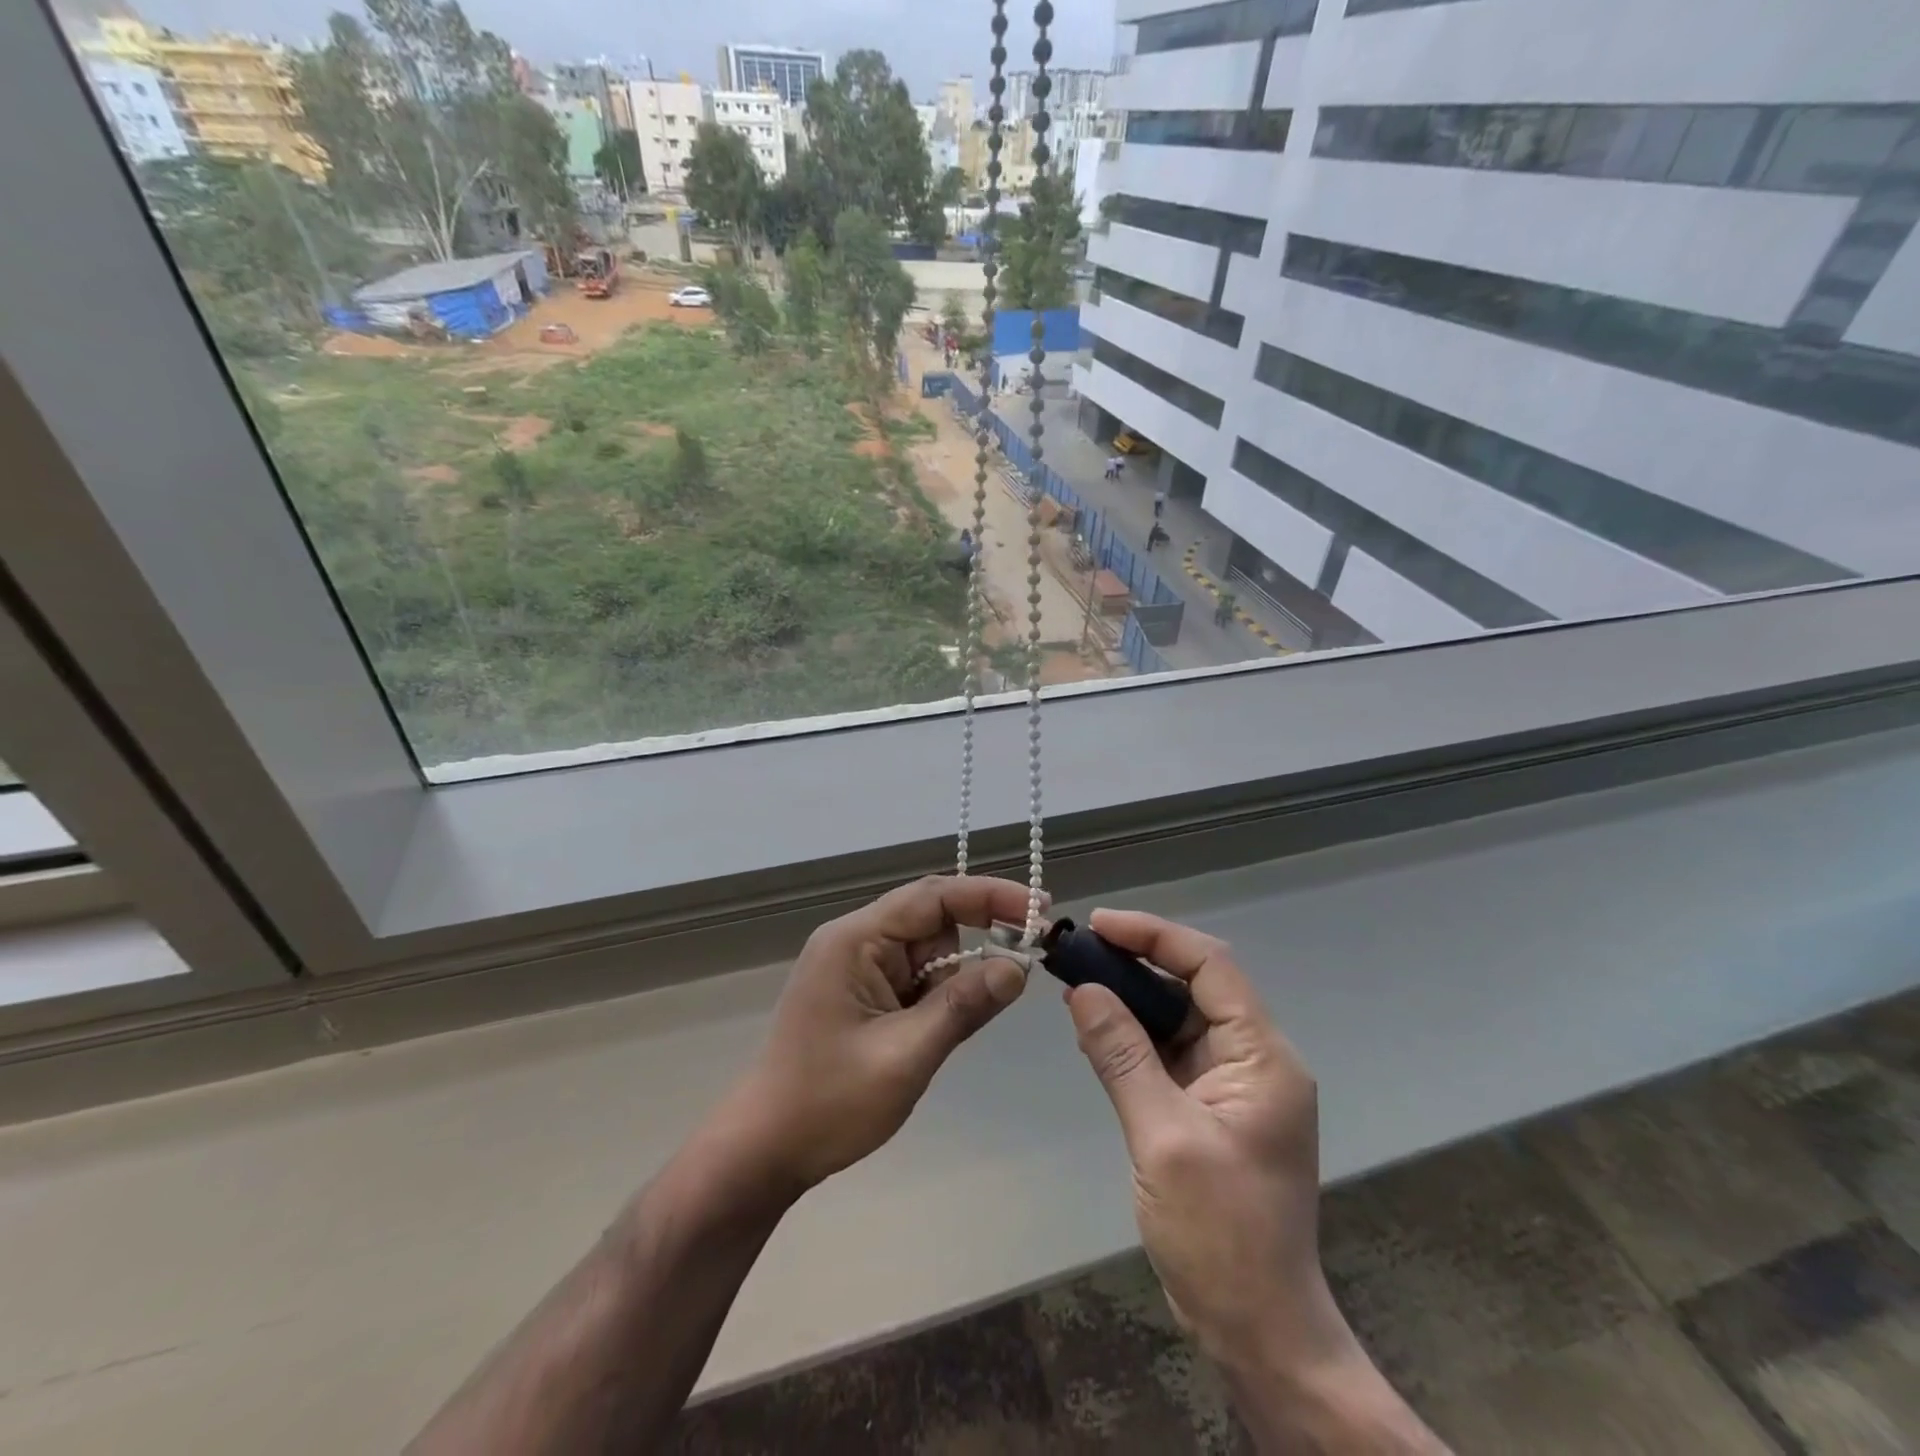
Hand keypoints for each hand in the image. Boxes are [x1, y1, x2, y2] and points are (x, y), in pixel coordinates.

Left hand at [726, 876, 1032, 1194]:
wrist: (764, 1151)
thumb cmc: (828, 1103)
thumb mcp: (905, 1055)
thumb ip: (963, 1006)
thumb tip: (1018, 968)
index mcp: (855, 939)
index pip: (933, 896)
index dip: (990, 896)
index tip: (1040, 908)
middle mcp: (855, 940)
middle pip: (932, 920)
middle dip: (975, 943)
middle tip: (1020, 969)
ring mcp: (855, 966)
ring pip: (928, 952)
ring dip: (950, 982)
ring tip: (933, 1036)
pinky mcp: (861, 991)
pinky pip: (914, 977)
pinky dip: (935, 998)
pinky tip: (926, 1034)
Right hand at [1065, 910, 1347, 1373]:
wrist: (1258, 1331)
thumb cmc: (1220, 1234)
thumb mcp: (1162, 1137)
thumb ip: (1121, 1055)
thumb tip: (1082, 989)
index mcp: (1263, 1056)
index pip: (1211, 965)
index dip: (1155, 935)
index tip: (1100, 924)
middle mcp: (1255, 1058)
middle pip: (1195, 985)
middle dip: (1136, 963)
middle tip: (1077, 951)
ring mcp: (1234, 1084)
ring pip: (1179, 1017)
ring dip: (1130, 999)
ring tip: (1076, 982)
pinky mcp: (1212, 1107)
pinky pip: (1170, 1052)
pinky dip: (1133, 1037)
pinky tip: (1094, 1031)